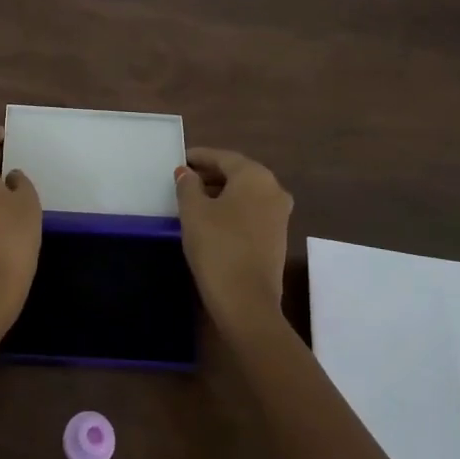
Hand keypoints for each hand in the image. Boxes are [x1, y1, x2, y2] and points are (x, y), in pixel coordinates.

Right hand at [175, 147, 293, 328]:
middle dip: (210, 174)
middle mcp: (274, 189)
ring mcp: (279, 215)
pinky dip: (232, 209)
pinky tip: (212, 219)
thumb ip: (188, 185)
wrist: (246, 301)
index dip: (199, 157)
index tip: (179, 160)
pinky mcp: (277, 237)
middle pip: (237, 173)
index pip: (223, 157)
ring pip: (245, 193)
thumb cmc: (217, 246)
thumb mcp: (193, 211)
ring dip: (221, 192)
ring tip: (193, 199)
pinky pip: (251, 212)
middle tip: (184, 179)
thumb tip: (186, 173)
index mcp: (255, 176)